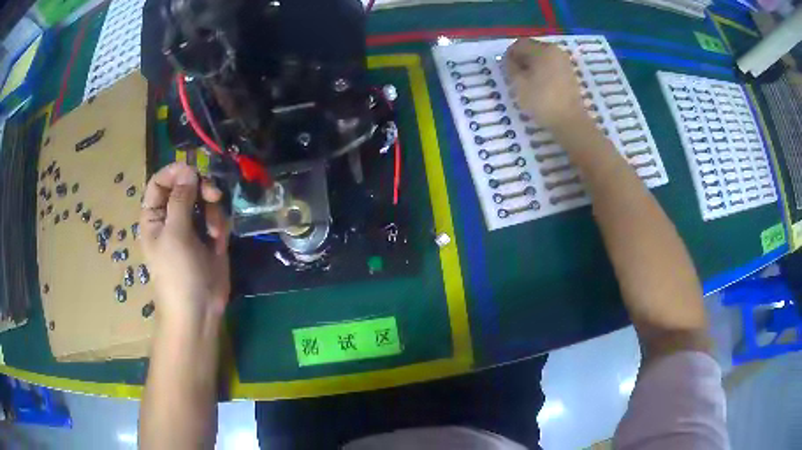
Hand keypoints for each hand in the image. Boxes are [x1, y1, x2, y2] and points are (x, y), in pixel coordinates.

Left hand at [139, 162, 229, 327]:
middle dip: (200, 189)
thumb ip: (181, 199)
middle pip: (186, 186)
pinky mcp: (209, 237)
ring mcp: (191, 227)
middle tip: (213, 196)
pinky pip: (217, 217)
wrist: (199, 310)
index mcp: (154, 216)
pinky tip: (219, 242)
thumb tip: (189, 170)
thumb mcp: (175, 234)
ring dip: (213, 210)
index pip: (160, 182)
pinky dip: (220, 225)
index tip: (193, 171)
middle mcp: (172, 218)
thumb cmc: (177, 273)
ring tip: (215, 231)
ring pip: (204, 200)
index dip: (175, 173)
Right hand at [505, 39, 588, 130]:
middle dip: (521, 59)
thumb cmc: (542, 101)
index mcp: (543, 49)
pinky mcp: (569, 73)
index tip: (505, 70)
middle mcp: (555, 51)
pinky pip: (551, 66)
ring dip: (532, 66)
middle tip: (515, 76)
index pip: (519, 44)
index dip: (509, 55)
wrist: (570, 121)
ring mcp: (564, 62)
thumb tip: (509, 61)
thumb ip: (510, 67)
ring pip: (542, 58)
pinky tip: (539, 86)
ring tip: (527, 83)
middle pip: (532, 49)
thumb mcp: (518, 84)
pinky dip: (543, 71)